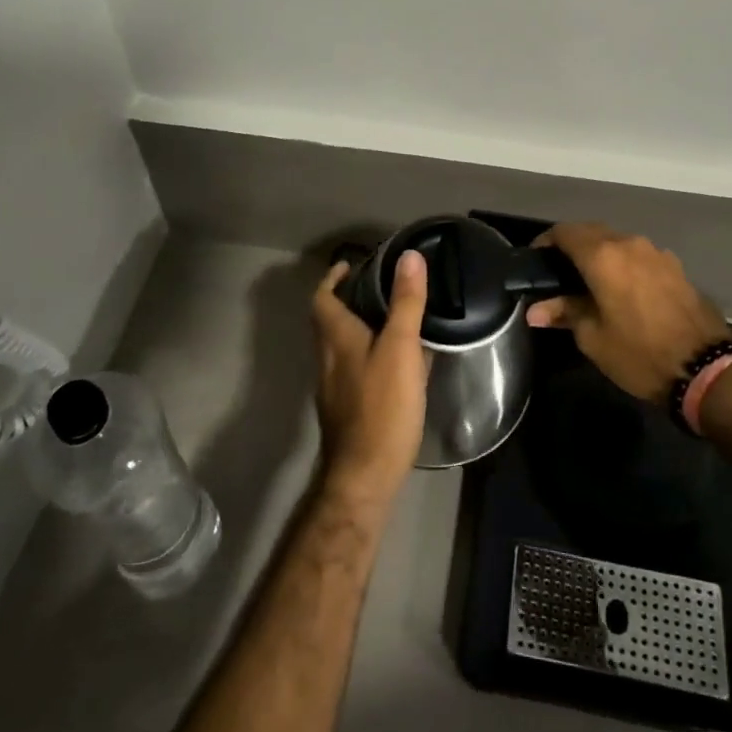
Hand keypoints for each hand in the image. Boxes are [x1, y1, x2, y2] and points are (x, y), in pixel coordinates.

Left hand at [311, 251, 429, 509]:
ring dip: (361, 328)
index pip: (322, 297)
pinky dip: (373, 356)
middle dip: (350, 300)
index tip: (351, 264)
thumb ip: (406, 302)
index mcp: (336, 338)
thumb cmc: (381, 406)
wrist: (364, 476)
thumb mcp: (400, 348)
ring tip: (395, 320)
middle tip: (380, 287)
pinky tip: (401, 365)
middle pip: (330, 321)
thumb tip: (409, 256)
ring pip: (344, 346)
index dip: (333, 278)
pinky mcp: (348, 410)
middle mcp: (328, 359)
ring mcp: (335, 387)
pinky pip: (357, 369)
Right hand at [526, 223, 731, 403]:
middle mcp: (628, 243)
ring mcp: (655, 252)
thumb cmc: (639, 353)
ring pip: (617, 241)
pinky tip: (623, 288)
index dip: (545, 242)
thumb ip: (564, 313)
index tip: (536, 262)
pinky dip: (624, 263)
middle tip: (559, 273)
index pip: (564, 232)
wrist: (707, 368)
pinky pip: (638, 254)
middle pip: (591, 231)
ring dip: (600, 253)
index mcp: (602, 256)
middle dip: (572, 246)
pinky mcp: (674, 265)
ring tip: (590, 281)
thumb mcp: (593, 338)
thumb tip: (535, 310)